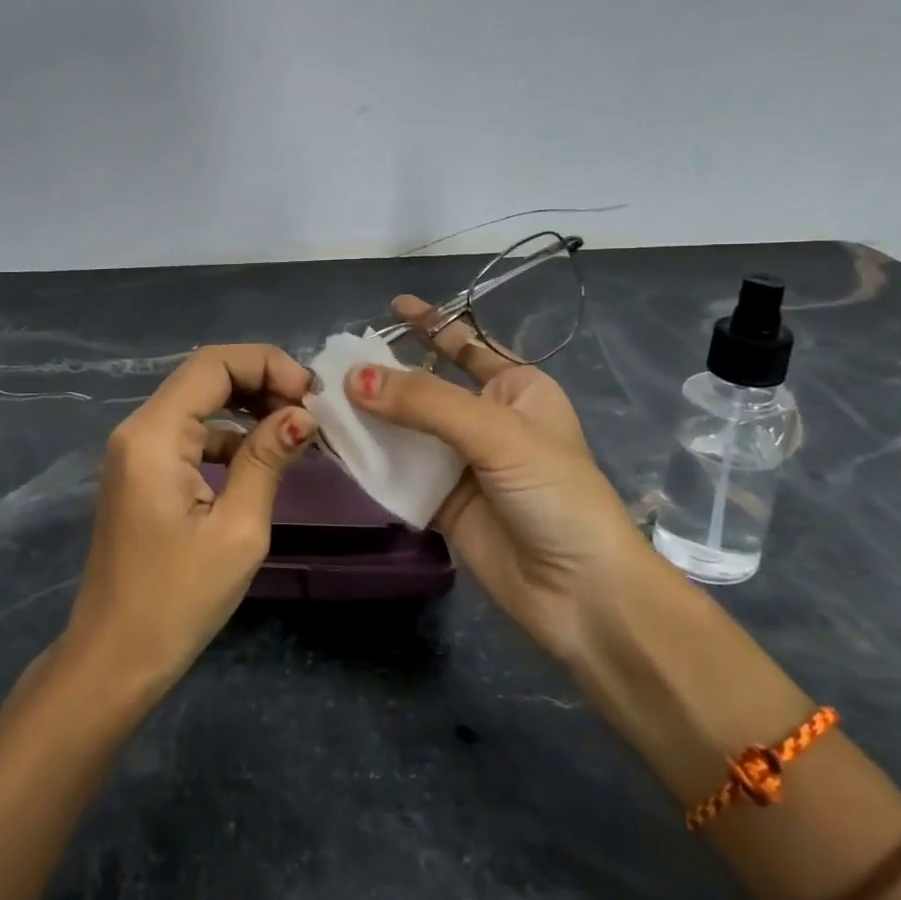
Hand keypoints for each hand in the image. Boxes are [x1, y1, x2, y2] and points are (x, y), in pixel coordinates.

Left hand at [63, 344, 316, 698]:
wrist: (114, 659)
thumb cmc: (177, 600)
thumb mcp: (237, 530)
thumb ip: (267, 460)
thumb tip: (303, 415)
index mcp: (154, 434)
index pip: (213, 363)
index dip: (268, 364)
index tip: (312, 396)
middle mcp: (138, 429)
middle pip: (205, 376)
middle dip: (262, 382)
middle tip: (310, 412)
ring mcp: (136, 450)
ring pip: (200, 403)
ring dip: (249, 407)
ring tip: (297, 431)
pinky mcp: (143, 472)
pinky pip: (191, 434)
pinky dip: (229, 435)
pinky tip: (265, 454)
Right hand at [347, 296, 651, 663]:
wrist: (581, 594)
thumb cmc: (554, 493)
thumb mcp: (496, 433)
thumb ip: (424, 402)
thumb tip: (353, 379)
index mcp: (517, 389)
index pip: (467, 344)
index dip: (430, 324)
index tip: (392, 306)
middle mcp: (487, 420)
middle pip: (425, 387)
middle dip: (384, 375)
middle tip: (332, 362)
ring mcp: (462, 463)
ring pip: (405, 429)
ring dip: (369, 417)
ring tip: (319, 399)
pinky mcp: (441, 502)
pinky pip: (398, 471)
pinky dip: (369, 459)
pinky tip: (334, 445)